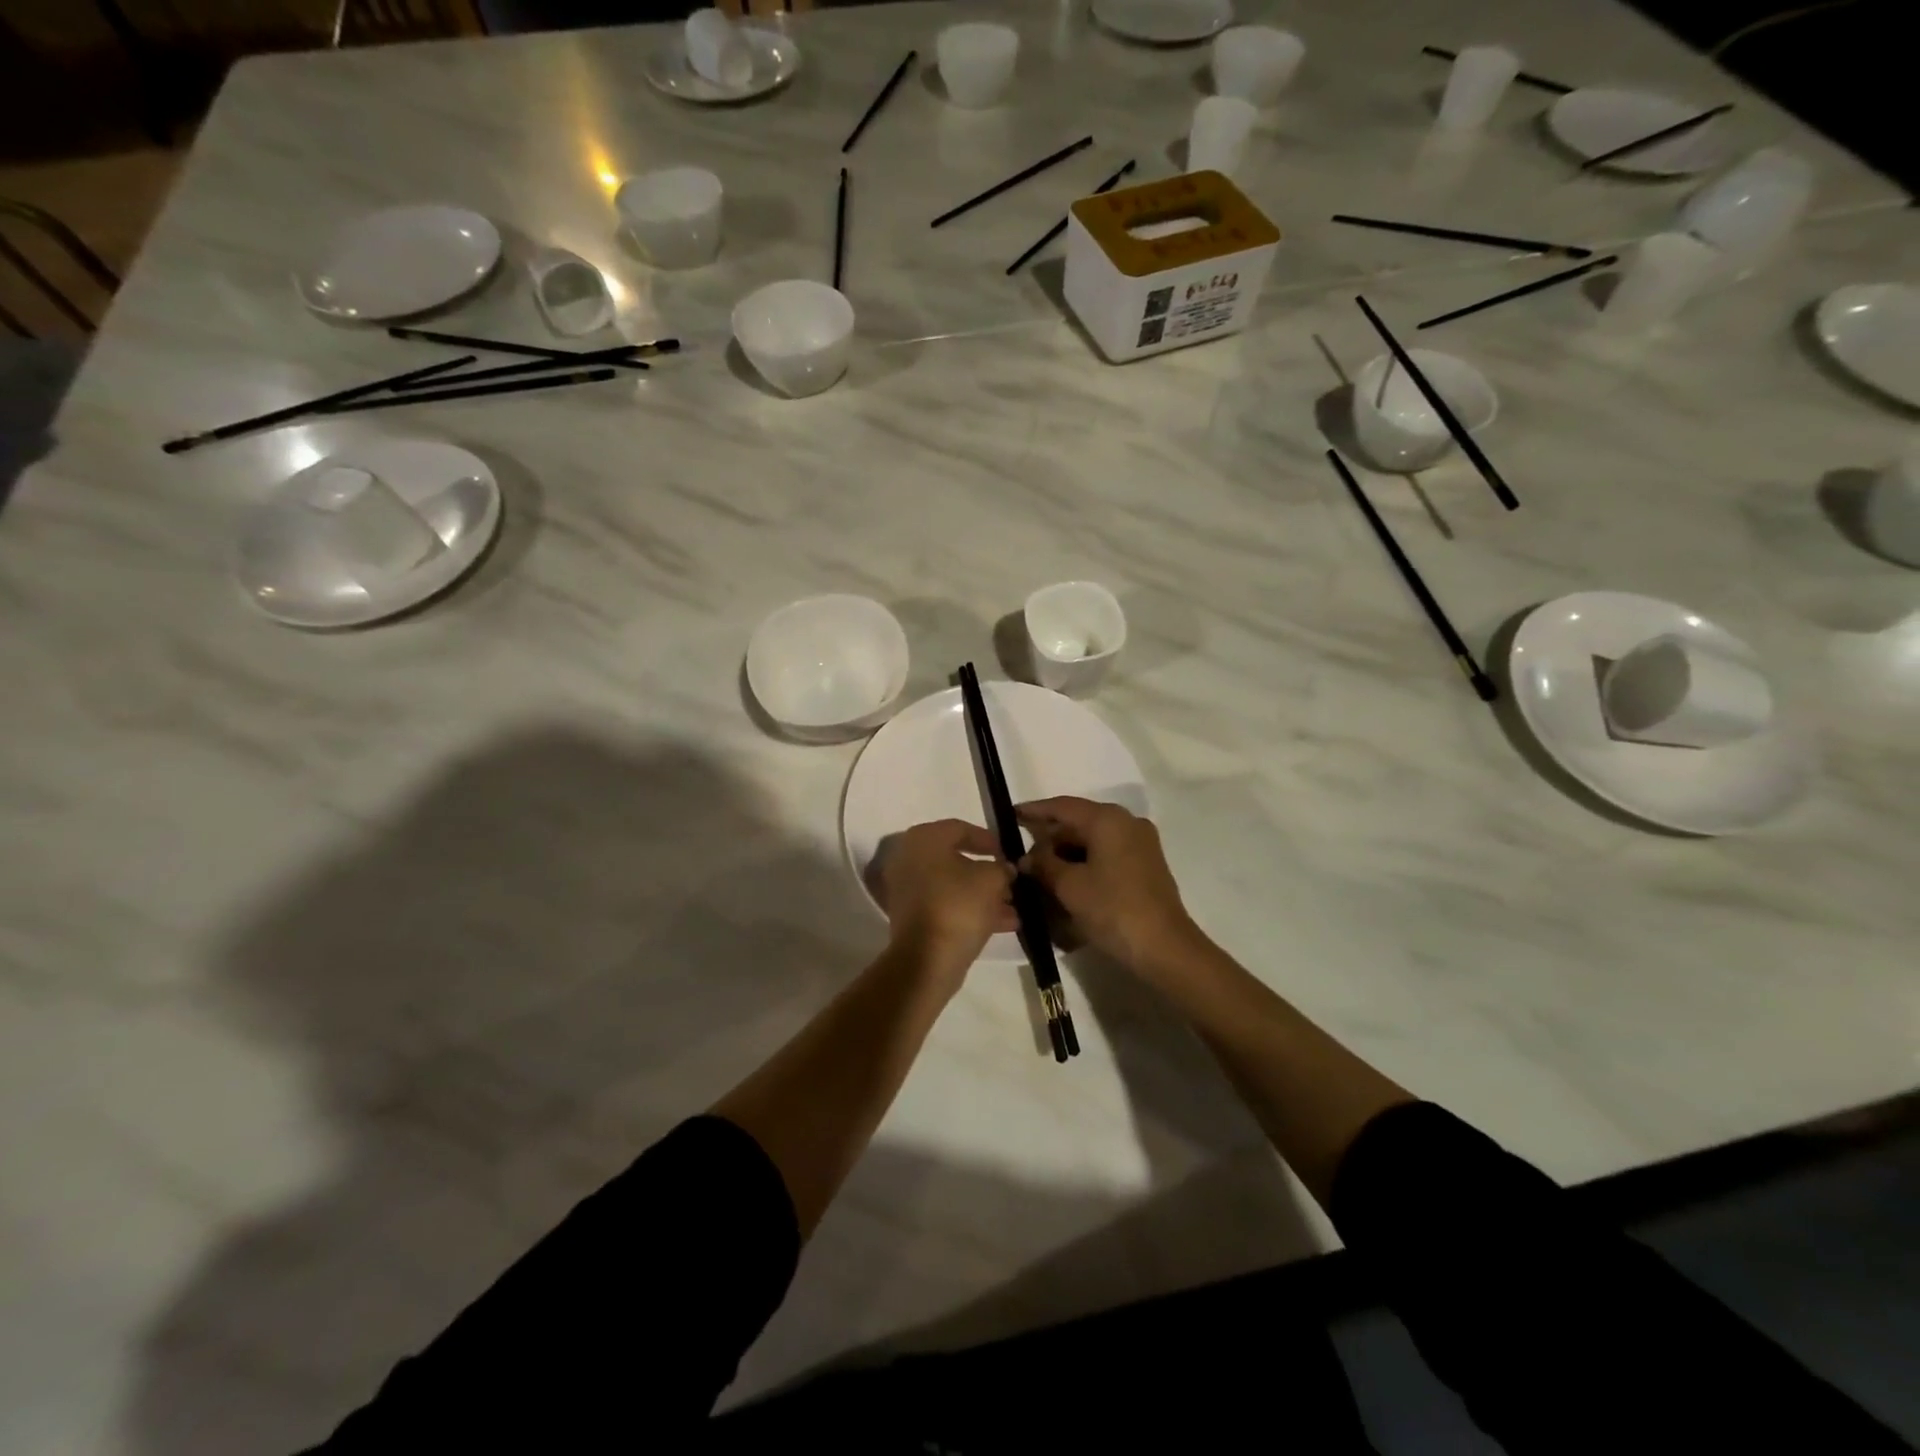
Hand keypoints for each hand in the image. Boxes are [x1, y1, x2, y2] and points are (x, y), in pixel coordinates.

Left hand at [874, 819, 1017, 983]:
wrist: (927, 959)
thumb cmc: (959, 905)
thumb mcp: (992, 879)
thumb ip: (1002, 868)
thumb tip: (1005, 869)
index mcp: (924, 839)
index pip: (961, 828)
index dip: (989, 840)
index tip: (1009, 853)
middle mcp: (909, 858)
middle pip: (956, 859)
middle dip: (988, 872)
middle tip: (1012, 881)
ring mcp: (907, 889)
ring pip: (953, 885)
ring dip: (983, 894)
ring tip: (1014, 907)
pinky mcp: (911, 916)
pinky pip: (946, 905)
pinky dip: (970, 910)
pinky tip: (1004, 923)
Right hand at [1018, 797, 1202, 975]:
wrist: (1165, 948)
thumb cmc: (1113, 909)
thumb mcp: (1069, 886)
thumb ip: (1044, 864)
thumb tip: (1027, 857)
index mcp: (1108, 819)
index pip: (1062, 806)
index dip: (1034, 810)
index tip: (1010, 814)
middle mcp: (1126, 823)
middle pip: (1079, 822)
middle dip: (1049, 838)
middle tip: (1022, 853)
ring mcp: (1140, 844)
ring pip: (1093, 840)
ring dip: (1066, 853)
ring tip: (1040, 871)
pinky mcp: (1145, 865)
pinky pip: (1106, 854)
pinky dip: (1085, 863)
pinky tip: (1066, 880)